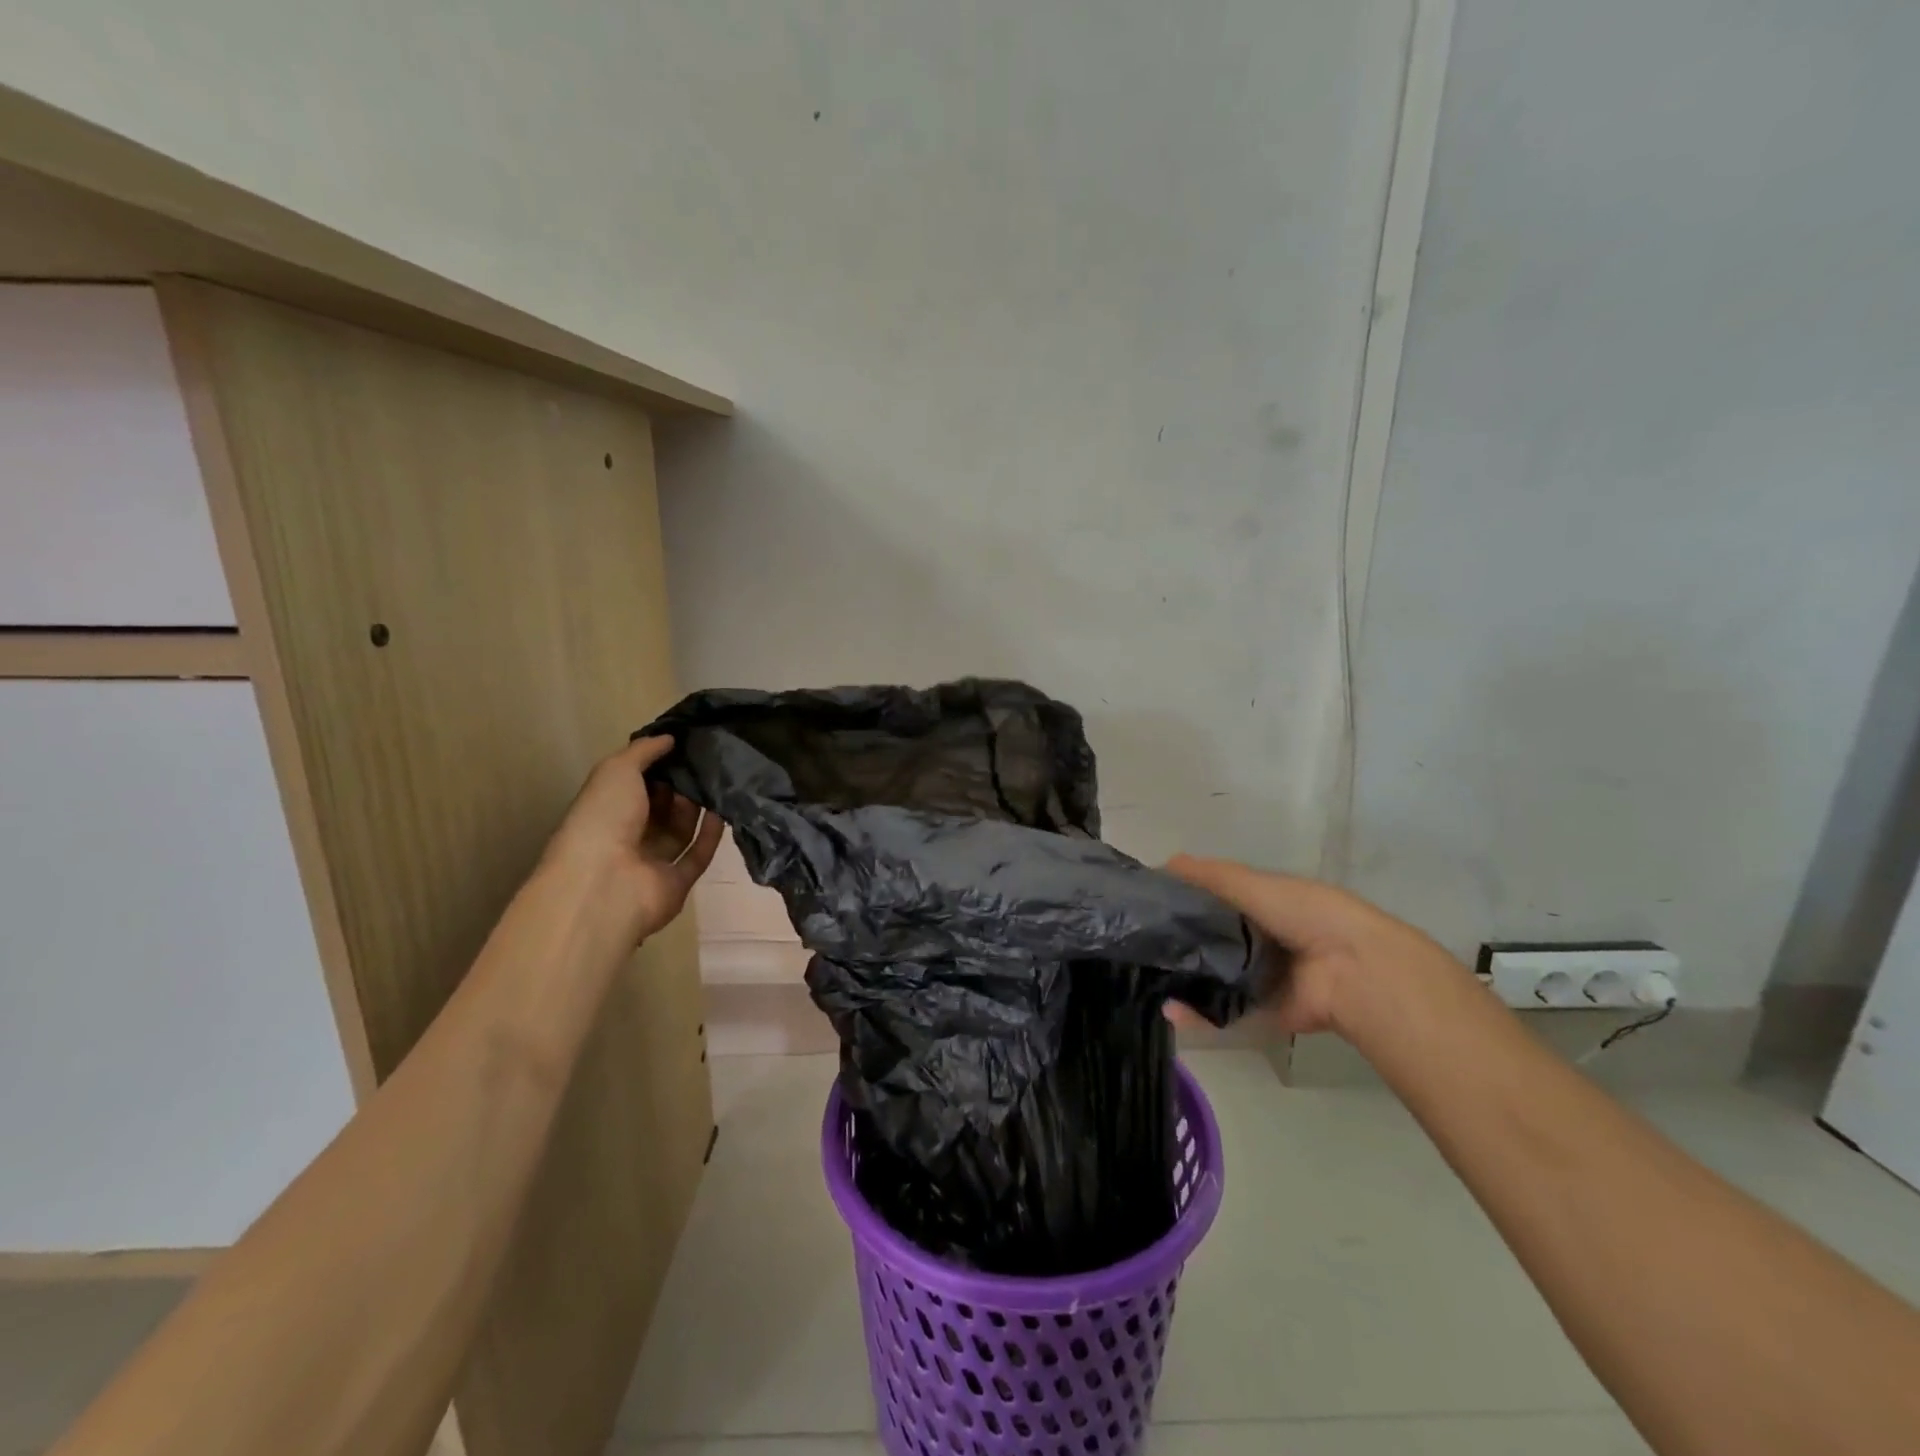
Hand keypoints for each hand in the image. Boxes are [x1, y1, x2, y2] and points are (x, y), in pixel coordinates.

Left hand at [544, 736, 722, 941]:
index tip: (685, 747)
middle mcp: (626, 837)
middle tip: (707, 763)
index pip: (634, 785)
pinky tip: (723, 811)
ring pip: (680, 830)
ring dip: (697, 808)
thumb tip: (671, 738)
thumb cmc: (603, 818)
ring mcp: (652, 863)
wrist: (606, 883)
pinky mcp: (677, 883)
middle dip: (681, 786)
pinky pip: (697, 855)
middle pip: (660, 809)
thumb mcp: (617, 770)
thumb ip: (644, 751)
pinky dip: (711, 835)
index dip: (657, 767)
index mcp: (605, 811)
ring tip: (719, 782)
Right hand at [1165, 854, 1459, 1037]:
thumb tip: (1163, 864)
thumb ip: (1210, 876)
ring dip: (1181, 980)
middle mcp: (1258, 941)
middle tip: (1136, 944)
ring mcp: (1259, 979)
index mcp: (1260, 906)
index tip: (1144, 904)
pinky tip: (1168, 1009)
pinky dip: (1196, 1015)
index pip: (1211, 901)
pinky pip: (1222, 1013)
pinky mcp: (1261, 1012)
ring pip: (1210, 978)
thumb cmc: (1303, 913)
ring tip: (1143, 978)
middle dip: (1176, 943)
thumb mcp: (1253, 884)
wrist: (1352, 969)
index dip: (1181, 900)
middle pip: (1208, 941)